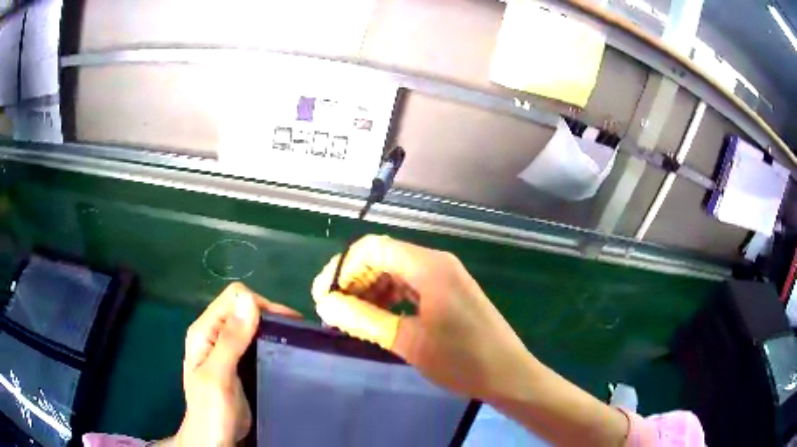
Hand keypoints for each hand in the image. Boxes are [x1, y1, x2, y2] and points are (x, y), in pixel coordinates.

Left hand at [175, 282, 300, 445]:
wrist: (214, 441)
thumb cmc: (213, 411)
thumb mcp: (219, 376)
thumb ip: (230, 340)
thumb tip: (249, 300)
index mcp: (203, 332)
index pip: (233, 298)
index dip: (260, 305)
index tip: (287, 325)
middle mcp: (212, 334)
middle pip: (241, 308)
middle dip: (269, 315)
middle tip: (296, 335)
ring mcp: (223, 349)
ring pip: (249, 324)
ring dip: (271, 328)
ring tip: (294, 343)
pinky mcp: (235, 363)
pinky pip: (253, 341)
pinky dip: (269, 341)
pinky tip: (283, 353)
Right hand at [311, 235, 532, 399]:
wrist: (508, 374)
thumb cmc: (461, 360)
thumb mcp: (407, 341)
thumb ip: (363, 319)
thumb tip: (326, 304)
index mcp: (428, 266)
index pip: (372, 248)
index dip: (343, 269)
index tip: (325, 298)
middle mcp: (436, 262)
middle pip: (383, 257)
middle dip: (355, 280)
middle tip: (336, 311)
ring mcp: (445, 276)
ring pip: (396, 271)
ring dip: (371, 290)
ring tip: (354, 319)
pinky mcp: (449, 291)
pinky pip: (411, 284)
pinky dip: (390, 297)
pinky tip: (381, 318)